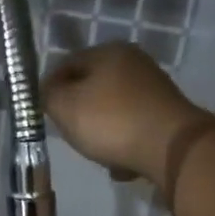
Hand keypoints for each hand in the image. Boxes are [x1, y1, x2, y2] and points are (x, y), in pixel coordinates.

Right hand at [42, 42, 209, 187]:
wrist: (172, 147)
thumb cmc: (112, 121)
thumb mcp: (65, 107)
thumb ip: (48, 96)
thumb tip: (47, 92)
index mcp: (108, 52)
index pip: (67, 64)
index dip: (49, 87)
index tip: (42, 113)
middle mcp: (134, 63)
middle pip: (92, 87)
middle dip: (78, 111)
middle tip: (68, 133)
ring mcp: (154, 89)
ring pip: (113, 110)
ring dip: (101, 131)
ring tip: (96, 153)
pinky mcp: (167, 115)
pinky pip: (134, 128)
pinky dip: (124, 143)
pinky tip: (121, 163)